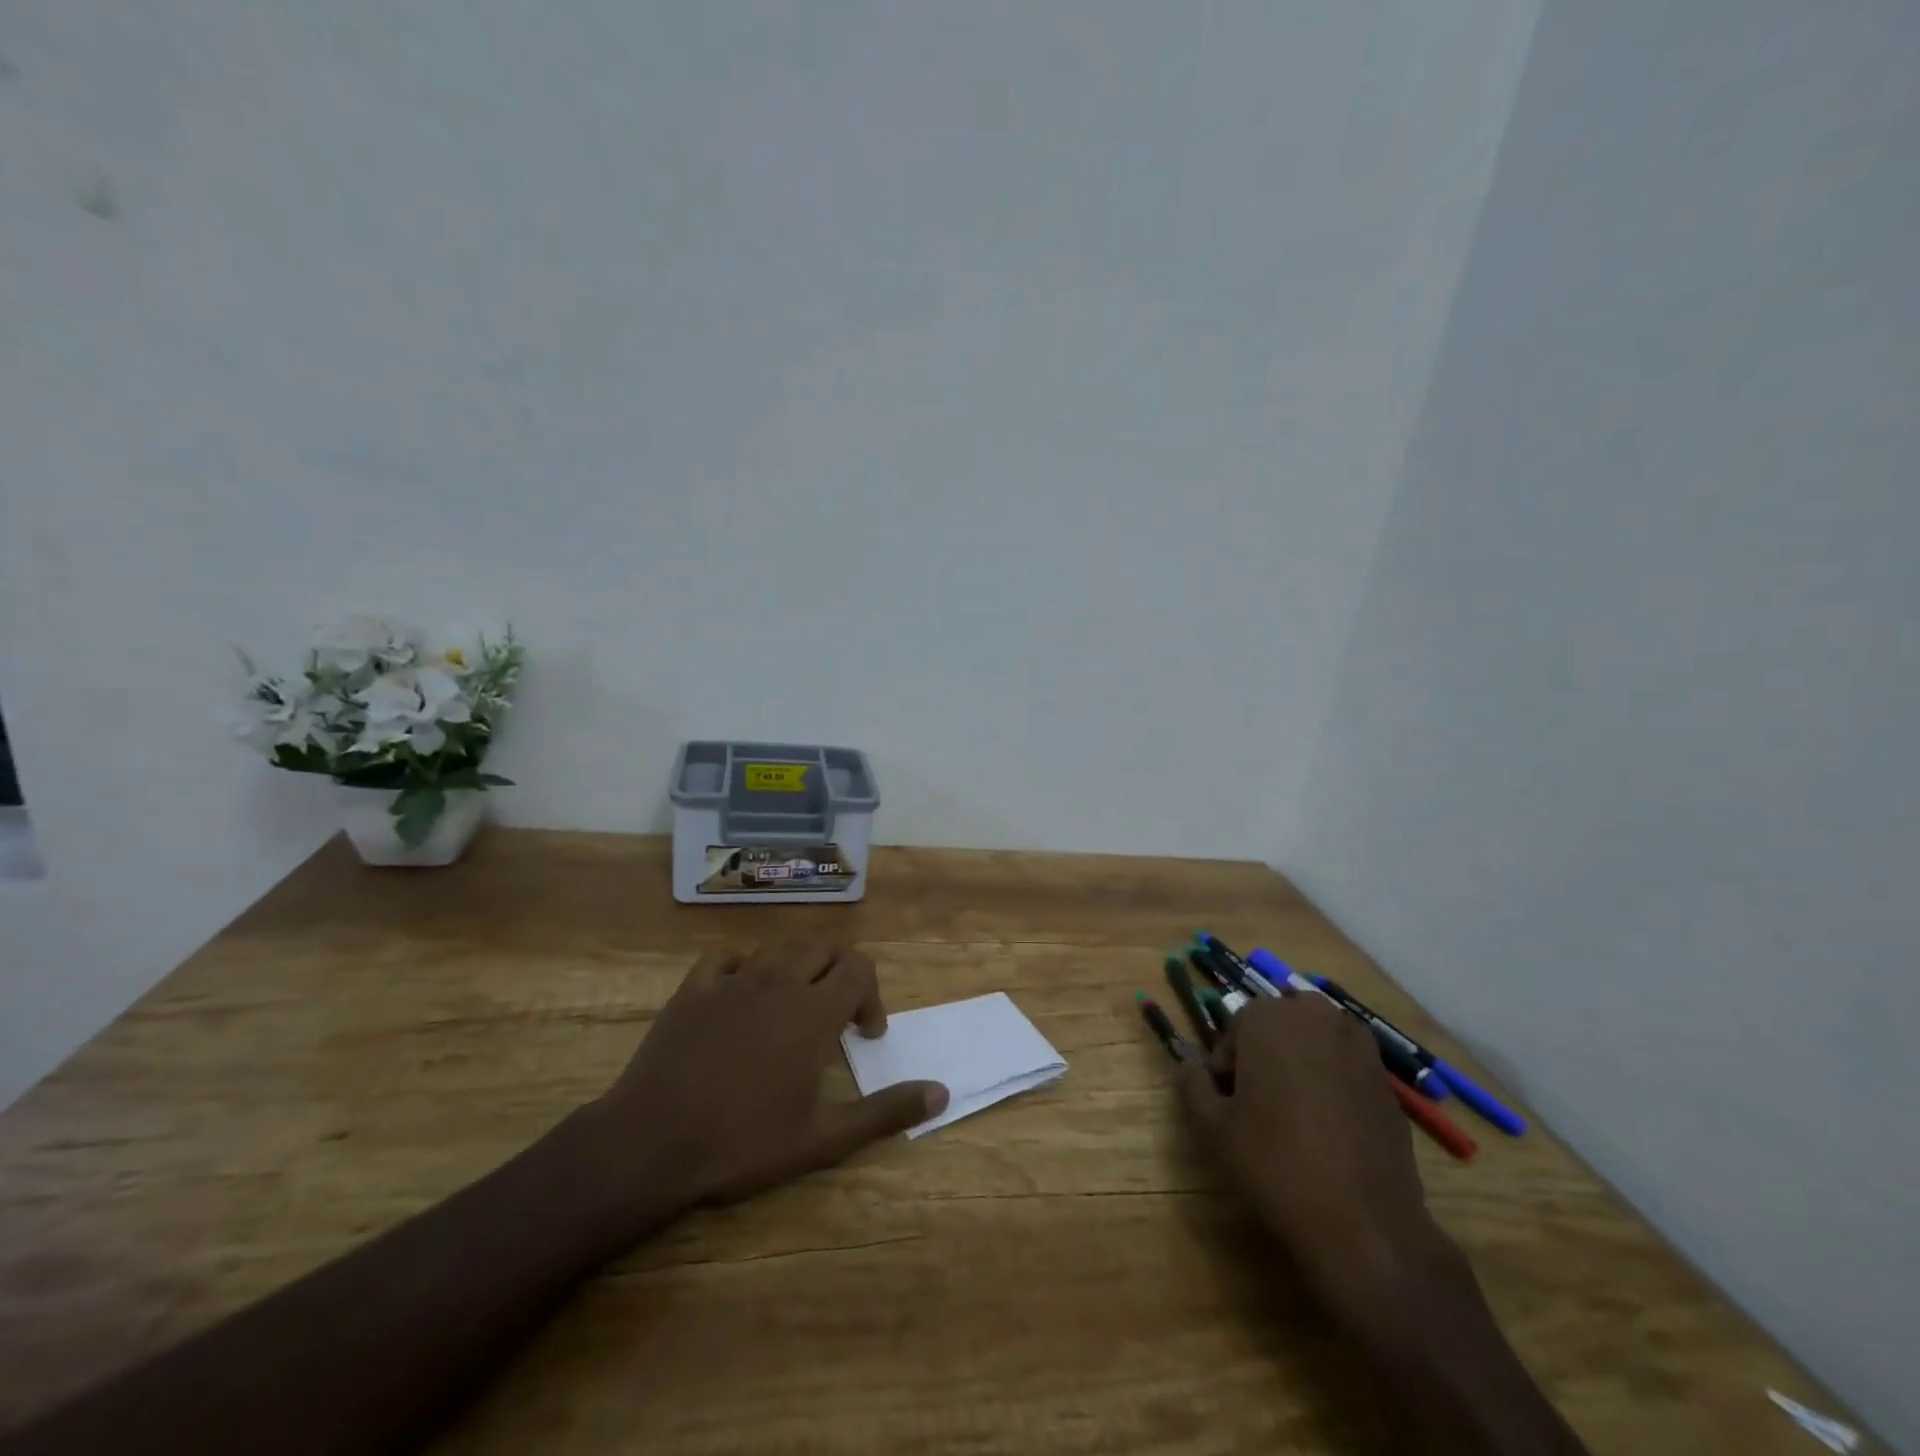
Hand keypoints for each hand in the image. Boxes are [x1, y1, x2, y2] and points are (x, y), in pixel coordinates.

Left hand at [581, 942, 948, 1218]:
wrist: (651, 1143)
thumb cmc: (743, 1143)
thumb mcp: (823, 1138)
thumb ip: (885, 1111)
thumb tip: (941, 1092)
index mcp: (814, 1011)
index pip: (859, 967)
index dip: (871, 994)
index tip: (865, 1034)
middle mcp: (779, 981)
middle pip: (825, 946)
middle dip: (841, 970)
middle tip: (836, 1013)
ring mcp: (733, 980)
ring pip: (779, 945)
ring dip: (798, 964)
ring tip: (794, 1001)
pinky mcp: (694, 988)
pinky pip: (726, 957)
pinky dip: (744, 966)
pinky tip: (742, 993)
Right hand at [1177, 993, 1438, 1309]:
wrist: (1363, 1222)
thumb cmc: (1274, 1162)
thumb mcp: (1212, 1126)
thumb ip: (1193, 1083)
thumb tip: (1188, 1062)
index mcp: (1267, 1017)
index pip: (1235, 1027)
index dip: (1226, 1064)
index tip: (1228, 1101)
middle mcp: (1315, 1016)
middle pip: (1277, 1024)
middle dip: (1265, 1053)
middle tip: (1259, 1103)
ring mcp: (1358, 1044)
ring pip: (1314, 1038)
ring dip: (1300, 1060)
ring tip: (1295, 1111)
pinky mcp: (1386, 1079)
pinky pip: (1345, 1064)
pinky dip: (1332, 1081)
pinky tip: (1330, 1126)